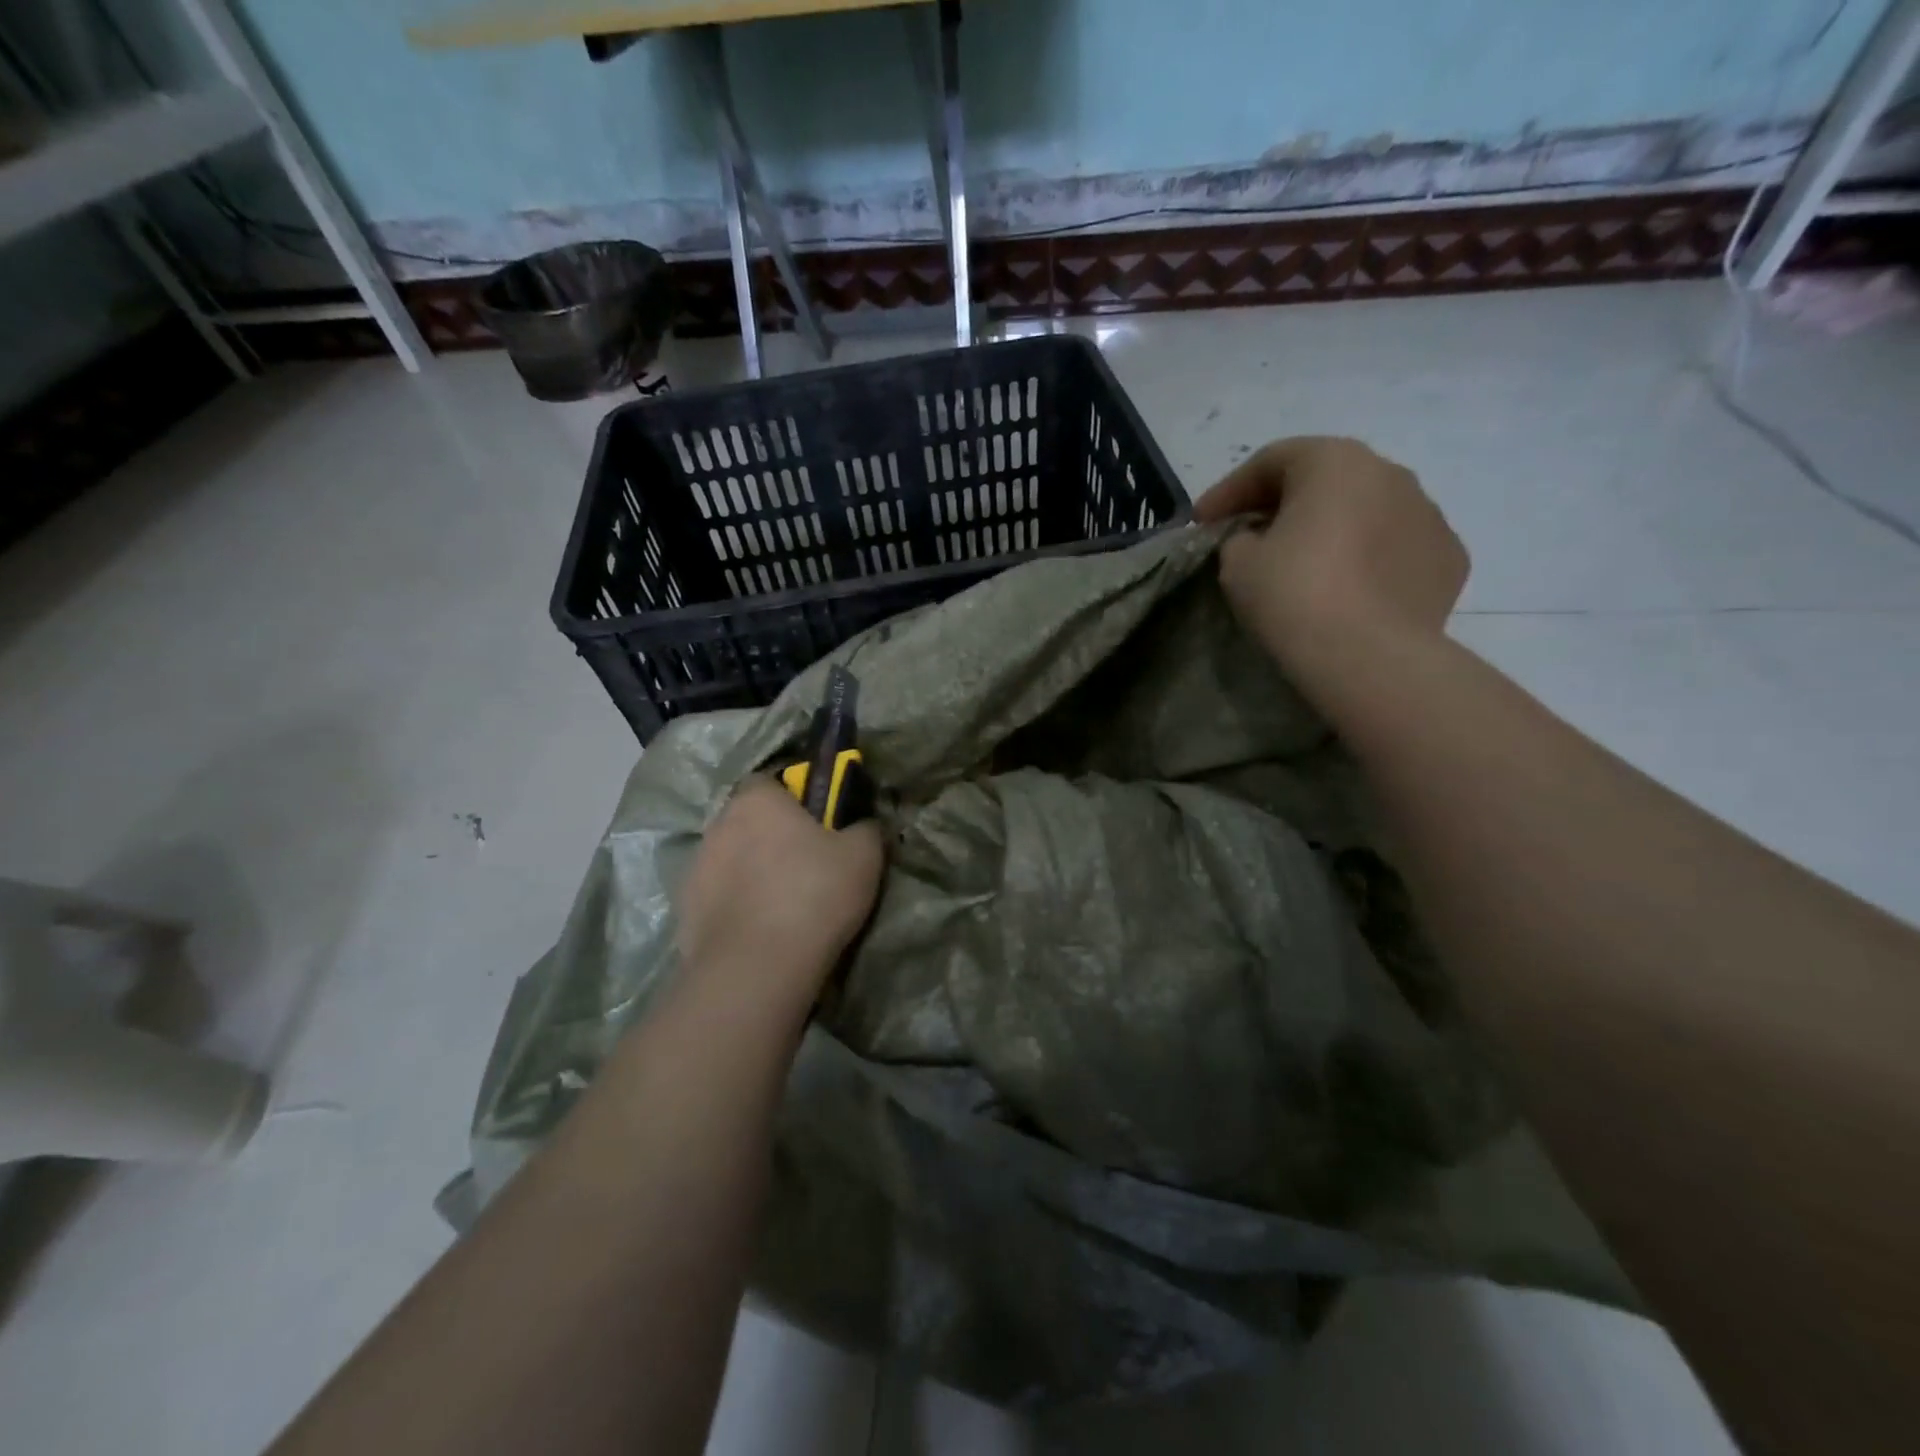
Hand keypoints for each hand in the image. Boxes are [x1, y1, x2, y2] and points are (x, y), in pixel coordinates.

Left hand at [675, 777, 884, 1014]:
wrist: (757, 969)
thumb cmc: (814, 895)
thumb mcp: (864, 856)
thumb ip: (865, 827)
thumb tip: (863, 823)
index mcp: (757, 800)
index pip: (771, 781)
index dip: (794, 798)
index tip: (817, 822)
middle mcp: (718, 824)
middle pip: (748, 820)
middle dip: (771, 835)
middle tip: (805, 863)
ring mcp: (695, 868)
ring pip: (730, 859)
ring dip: (751, 871)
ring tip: (782, 903)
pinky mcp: (685, 911)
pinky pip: (717, 897)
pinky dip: (736, 906)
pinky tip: (760, 929)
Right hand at [1194, 437, 1467, 698]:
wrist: (1366, 656)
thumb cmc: (1293, 594)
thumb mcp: (1238, 562)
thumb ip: (1242, 538)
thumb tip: (1260, 540)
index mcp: (1335, 462)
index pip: (1271, 461)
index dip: (1228, 490)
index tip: (1201, 522)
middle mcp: (1391, 474)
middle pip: (1325, 480)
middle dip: (1284, 505)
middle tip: (1251, 537)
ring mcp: (1430, 515)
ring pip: (1367, 512)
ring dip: (1333, 530)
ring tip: (1307, 567)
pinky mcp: (1449, 559)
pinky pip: (1396, 549)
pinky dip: (1370, 561)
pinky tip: (1351, 591)